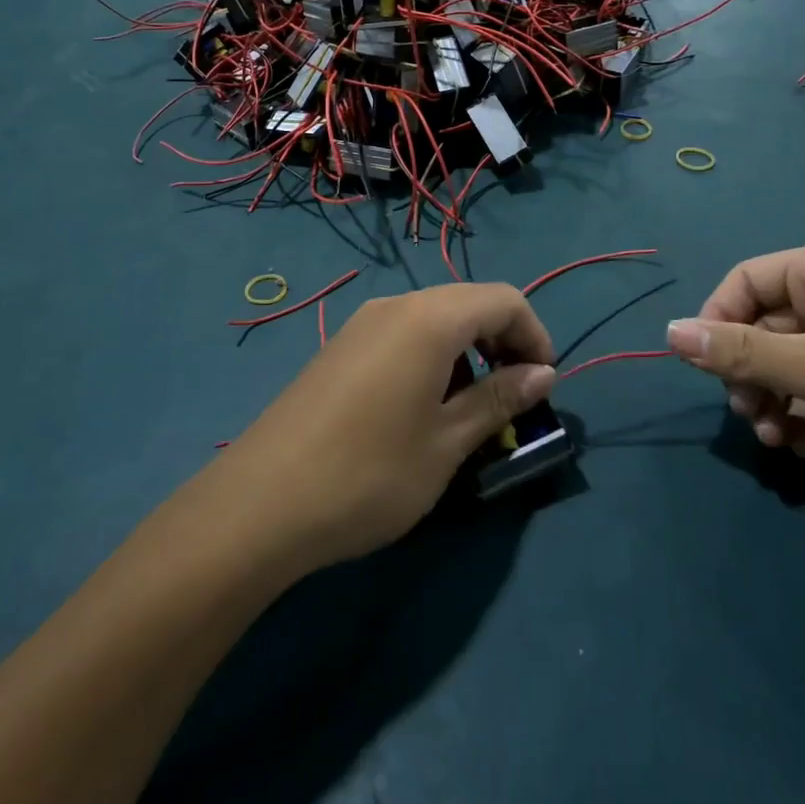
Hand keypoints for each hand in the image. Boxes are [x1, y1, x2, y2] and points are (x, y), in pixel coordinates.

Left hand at [222, 283, 556, 569]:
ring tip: (471, 411)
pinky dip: (432, 358)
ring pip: (434, 320)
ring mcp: (362, 324)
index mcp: (429, 318)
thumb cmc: (369, 474)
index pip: (503, 300)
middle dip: (503, 343)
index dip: (535, 335)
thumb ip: (499, 399)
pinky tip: (423, 409)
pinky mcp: (340, 348)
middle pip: (469, 303)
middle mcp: (395, 306)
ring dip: (467, 353)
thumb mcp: (446, 443)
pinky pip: (402, 335)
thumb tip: (544, 373)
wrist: (260, 503)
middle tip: (514, 398)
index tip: (544, 385)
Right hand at [667, 239, 804, 510]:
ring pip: (795, 359)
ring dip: (777, 399)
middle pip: (769, 324)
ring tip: (781, 443)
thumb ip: (738, 353)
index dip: (717, 322)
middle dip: (751, 374)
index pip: (747, 280)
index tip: (706, 372)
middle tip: (750, 417)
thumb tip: (668, 333)